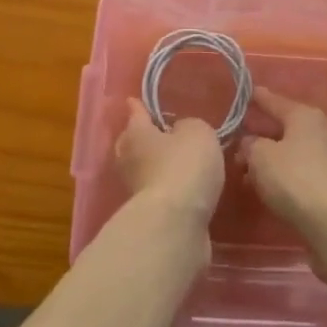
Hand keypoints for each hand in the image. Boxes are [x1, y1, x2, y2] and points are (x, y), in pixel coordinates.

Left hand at [116, 99, 224, 227]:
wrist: (177, 225)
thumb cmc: (184, 166)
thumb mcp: (197, 133)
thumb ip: (190, 127)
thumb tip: (180, 133)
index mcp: (136, 133)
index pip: (136, 113)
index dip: (138, 106)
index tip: (133, 100)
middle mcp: (129, 161)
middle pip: (131, 144)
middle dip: (142, 139)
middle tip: (157, 133)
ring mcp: (136, 192)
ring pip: (144, 171)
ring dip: (156, 167)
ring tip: (177, 163)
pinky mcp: (149, 218)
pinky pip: (158, 194)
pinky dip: (167, 190)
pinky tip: (183, 188)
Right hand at [236, 87, 326, 241]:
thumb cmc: (295, 179)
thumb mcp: (261, 157)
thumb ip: (250, 145)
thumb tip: (250, 142)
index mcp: (304, 115)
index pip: (274, 101)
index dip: (256, 98)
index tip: (243, 94)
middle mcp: (320, 129)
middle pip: (283, 127)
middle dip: (259, 135)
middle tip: (236, 143)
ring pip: (290, 151)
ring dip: (268, 159)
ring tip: (245, 173)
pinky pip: (299, 170)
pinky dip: (282, 174)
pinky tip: (266, 187)